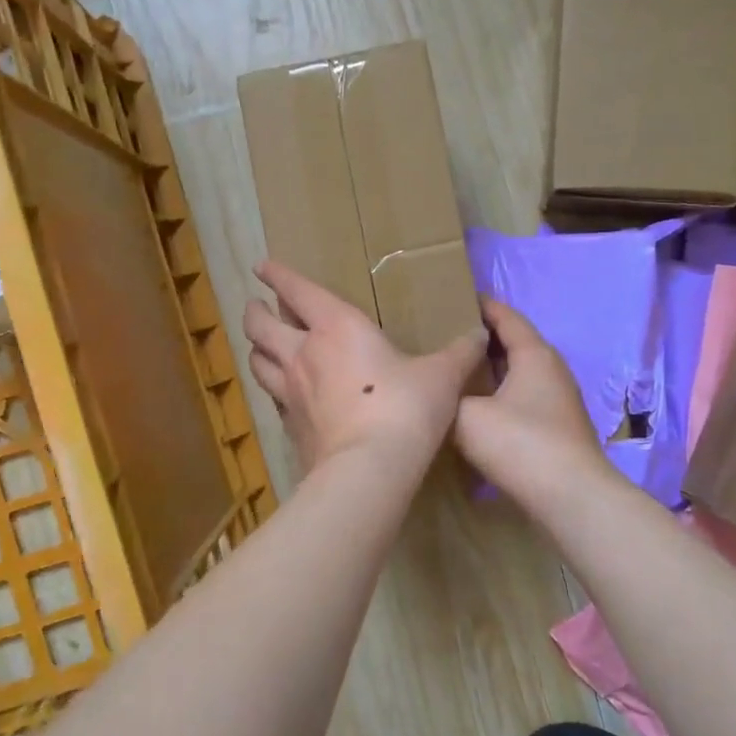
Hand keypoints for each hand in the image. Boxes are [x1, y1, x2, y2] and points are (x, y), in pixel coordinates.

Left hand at [243, 260, 486, 471]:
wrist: (369, 468)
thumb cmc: (405, 408)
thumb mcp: (441, 377)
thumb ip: (460, 354)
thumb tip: (481, 334)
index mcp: (336, 327)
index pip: (297, 291)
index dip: (277, 275)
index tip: (262, 267)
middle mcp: (304, 353)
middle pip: (260, 325)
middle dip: (255, 312)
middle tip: (258, 307)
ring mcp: (290, 391)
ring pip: (256, 361)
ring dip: (257, 349)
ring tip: (263, 347)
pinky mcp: (289, 426)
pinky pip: (272, 399)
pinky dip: (273, 390)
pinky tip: (285, 395)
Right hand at [454, 298, 611, 503]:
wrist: (570, 497)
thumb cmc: (520, 444)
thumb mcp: (467, 416)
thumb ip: (449, 395)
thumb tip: (442, 391)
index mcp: (534, 354)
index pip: (506, 317)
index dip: (481, 306)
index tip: (454, 299)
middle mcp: (551, 370)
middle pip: (514, 344)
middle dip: (482, 339)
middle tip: (445, 338)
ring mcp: (558, 400)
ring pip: (518, 374)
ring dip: (491, 371)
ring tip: (456, 372)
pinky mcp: (557, 427)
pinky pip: (523, 398)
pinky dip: (500, 394)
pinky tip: (477, 410)